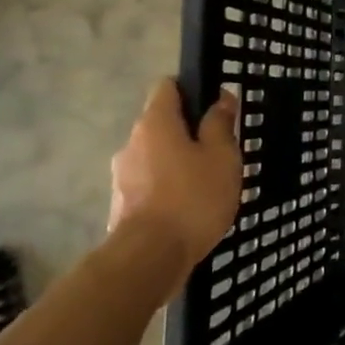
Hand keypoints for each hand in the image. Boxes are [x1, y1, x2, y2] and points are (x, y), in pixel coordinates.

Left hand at [108, 78, 241, 281]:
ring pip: (156, 155)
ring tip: (208, 182)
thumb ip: (220, 124)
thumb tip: (221, 98)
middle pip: (162, 123)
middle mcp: (131, 143)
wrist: (149, 258)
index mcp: (155, 123)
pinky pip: (150, 183)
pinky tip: (190, 206)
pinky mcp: (122, 204)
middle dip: (189, 131)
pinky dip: (169, 186)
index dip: (192, 89)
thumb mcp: (222, 156)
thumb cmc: (192, 197)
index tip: (216, 107)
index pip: (167, 86)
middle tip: (221, 150)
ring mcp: (122, 175)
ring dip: (179, 161)